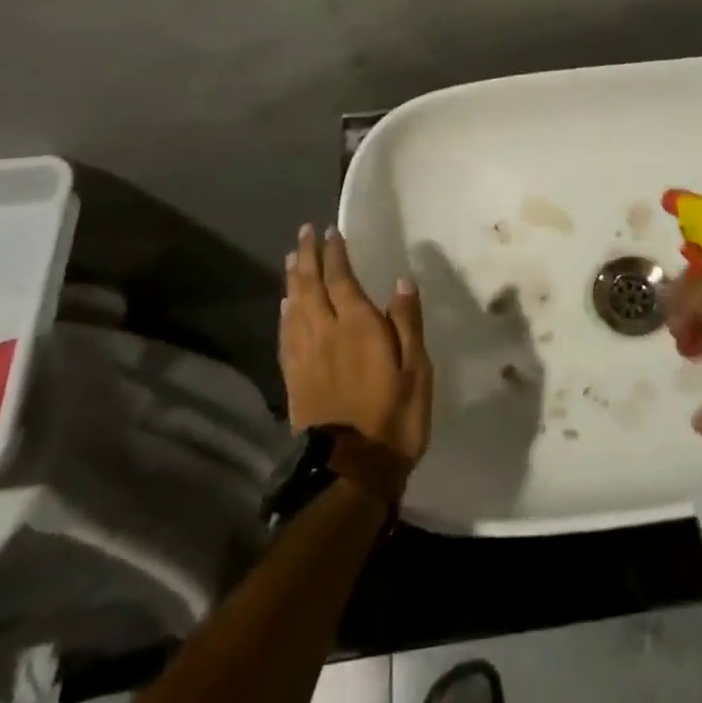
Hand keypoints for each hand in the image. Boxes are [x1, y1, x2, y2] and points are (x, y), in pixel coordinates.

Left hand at [281, 224, 433, 464]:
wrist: (351, 471)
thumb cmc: (394, 417)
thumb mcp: (416, 369)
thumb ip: (407, 323)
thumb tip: (401, 281)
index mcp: (358, 327)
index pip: (342, 279)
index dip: (335, 254)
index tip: (331, 231)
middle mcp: (326, 333)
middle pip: (311, 287)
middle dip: (309, 257)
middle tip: (305, 232)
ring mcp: (306, 357)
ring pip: (294, 307)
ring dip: (293, 279)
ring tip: (293, 258)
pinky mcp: (294, 379)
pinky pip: (285, 335)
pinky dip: (284, 313)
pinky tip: (285, 305)